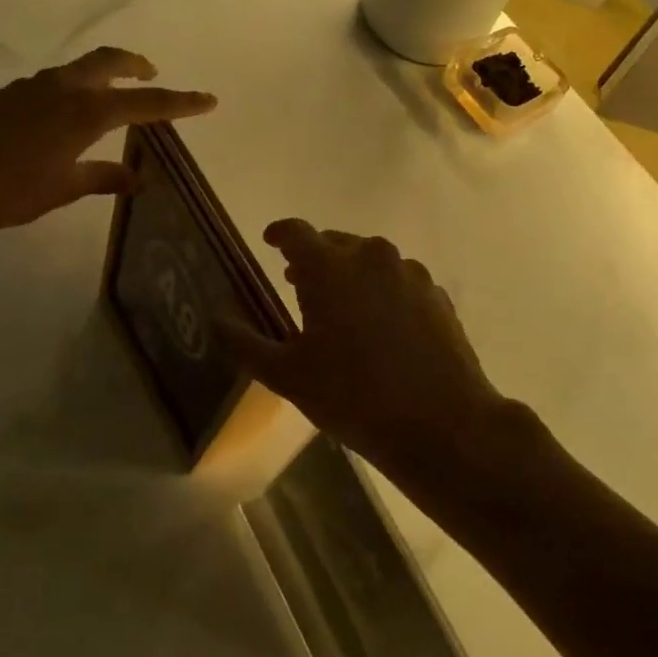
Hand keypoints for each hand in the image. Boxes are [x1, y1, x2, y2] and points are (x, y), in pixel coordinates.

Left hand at [0, 48, 216, 236]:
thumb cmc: (9, 190)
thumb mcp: (62, 188)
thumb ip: (102, 177)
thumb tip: (135, 177)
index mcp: (86, 112)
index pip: (146, 103)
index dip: (180, 103)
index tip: (209, 100)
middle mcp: (63, 88)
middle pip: (109, 61)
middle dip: (136, 66)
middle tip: (151, 74)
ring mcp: (31, 86)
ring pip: (78, 70)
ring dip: (100, 77)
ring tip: (107, 101)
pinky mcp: (8, 93)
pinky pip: (51, 84)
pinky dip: (69, 92)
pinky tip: (59, 119)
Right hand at [220, 221, 512, 503]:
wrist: (441, 423)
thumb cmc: (353, 396)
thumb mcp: (287, 375)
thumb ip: (245, 342)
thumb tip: (216, 319)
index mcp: (329, 268)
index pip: (296, 232)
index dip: (279, 234)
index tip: (270, 242)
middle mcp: (371, 257)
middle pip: (334, 243)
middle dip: (314, 259)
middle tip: (298, 284)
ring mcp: (410, 273)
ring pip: (370, 260)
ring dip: (350, 275)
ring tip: (341, 309)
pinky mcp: (437, 295)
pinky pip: (399, 281)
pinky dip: (382, 292)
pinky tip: (381, 327)